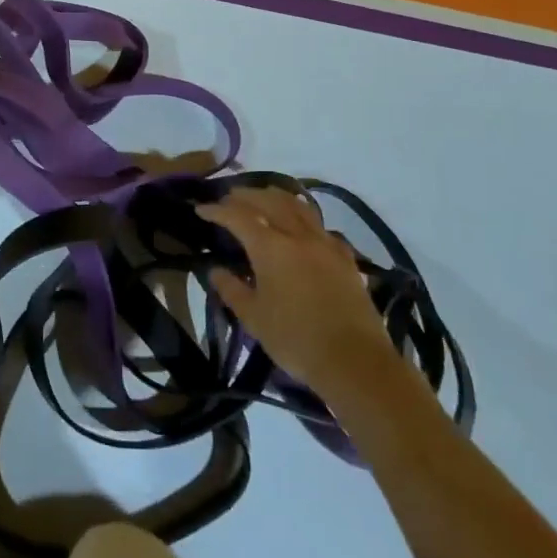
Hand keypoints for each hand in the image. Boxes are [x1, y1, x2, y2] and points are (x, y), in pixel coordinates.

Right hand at [198, 187, 395, 398]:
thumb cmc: (296, 340)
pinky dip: (303, 217)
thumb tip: (215, 270)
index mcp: (270, 247)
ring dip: (275, 196)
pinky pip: (319, 225)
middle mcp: (297, 235)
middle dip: (245, 196)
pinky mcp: (345, 257)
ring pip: (298, 205)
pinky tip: (300, 227)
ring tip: (263, 197)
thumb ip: (232, 290)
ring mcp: (325, 243)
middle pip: (268, 201)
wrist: (355, 361)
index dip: (217, 210)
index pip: (238, 216)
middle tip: (229, 198)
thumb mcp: (254, 319)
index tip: (201, 209)